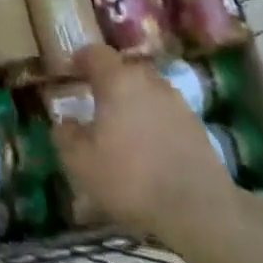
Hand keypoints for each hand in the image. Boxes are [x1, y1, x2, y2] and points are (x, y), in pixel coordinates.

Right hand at [53, 45, 244, 251]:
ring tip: (124, 126)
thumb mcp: (81, 163)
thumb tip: (65, 121)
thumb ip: (66, 136)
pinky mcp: (196, 125)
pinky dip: (154, 120)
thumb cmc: (130, 179)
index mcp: (117, 80)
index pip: (96, 53)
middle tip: (96, 101)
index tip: (71, 71)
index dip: (81, 58)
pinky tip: (149, 146)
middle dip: (109, 80)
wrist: (198, 209)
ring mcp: (176, 101)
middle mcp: (148, 80)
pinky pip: (166, 111)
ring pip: (147, 90)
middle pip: (124, 69)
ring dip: (134, 100)